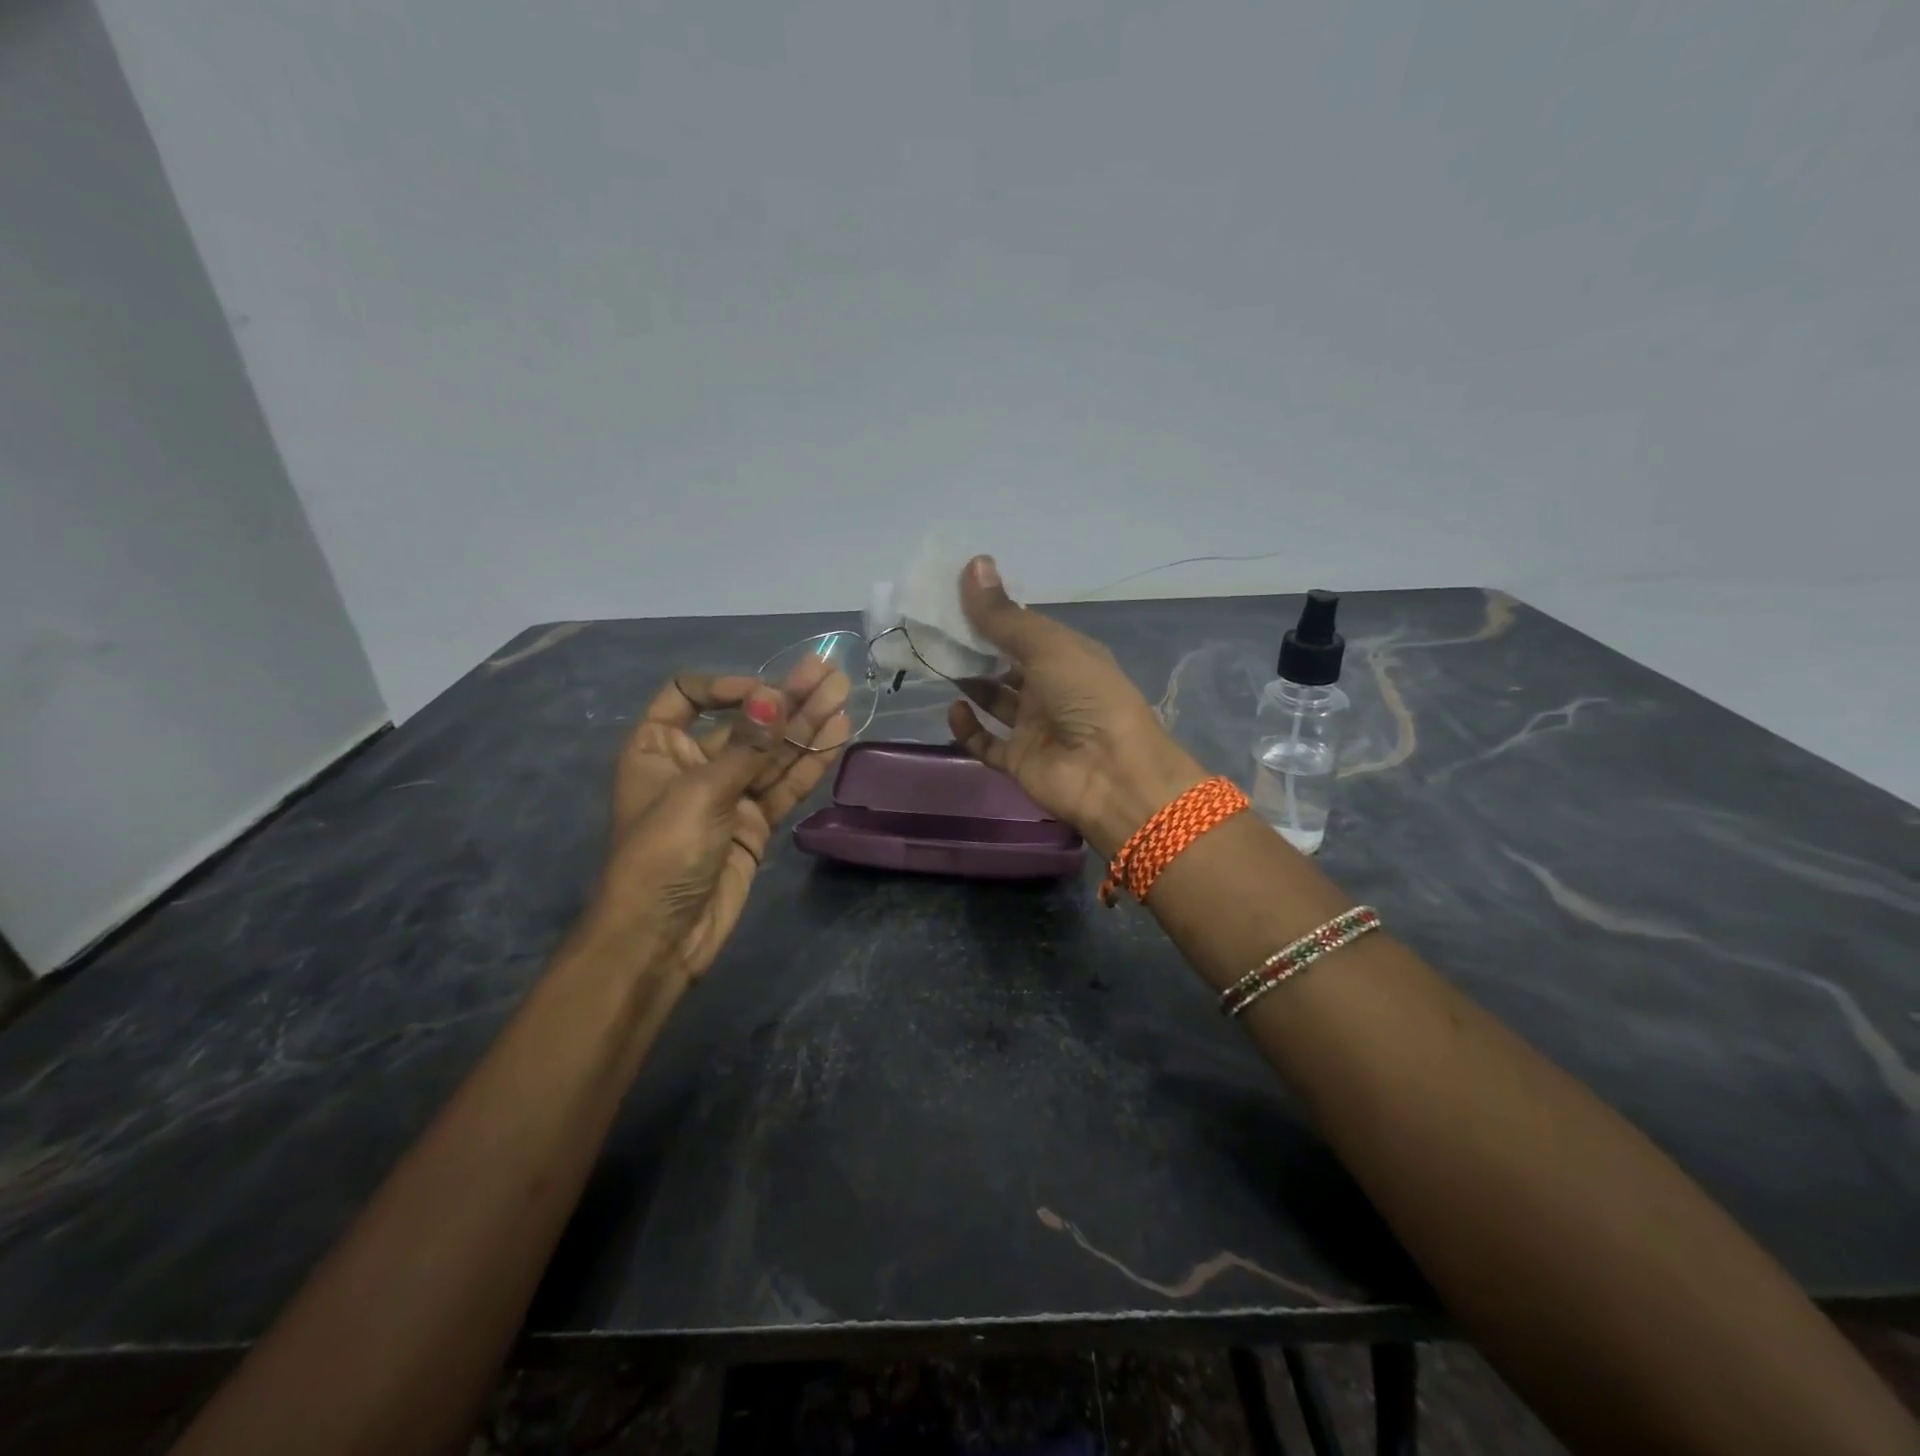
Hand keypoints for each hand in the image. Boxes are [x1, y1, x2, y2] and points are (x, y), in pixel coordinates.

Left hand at [582, 663, 847, 978]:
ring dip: (805, 726)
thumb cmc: (662, 854)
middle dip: (785, 700)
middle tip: (827, 674)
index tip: (762, 694)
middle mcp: (692, 765)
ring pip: (771, 754)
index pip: (687, 696)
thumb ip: (746, 746)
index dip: (726, 688)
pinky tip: (837, 736)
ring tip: (842, 695)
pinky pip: (784, 787)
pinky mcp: (754, 824)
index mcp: (657, 747)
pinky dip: (809, 764)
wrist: (661, 938)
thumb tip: (774, 696)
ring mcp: (728, 796)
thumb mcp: (701, 792)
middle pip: (743, 723)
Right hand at [946, 556, 1202, 857]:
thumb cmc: (1086, 696)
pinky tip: (954, 709)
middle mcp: (1050, 688)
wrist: (1111, 774)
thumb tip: (973, 563)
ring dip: (969, 682)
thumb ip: (1004, 615)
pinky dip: (968, 728)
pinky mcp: (1019, 760)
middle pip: (1005, 663)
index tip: (953, 597)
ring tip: (937, 662)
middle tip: (935, 630)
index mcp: (1066, 655)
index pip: (1023, 629)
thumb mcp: (1046, 646)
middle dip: (974, 648)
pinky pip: (986, 743)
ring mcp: (1035, 726)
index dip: (992, 614)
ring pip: (994, 699)